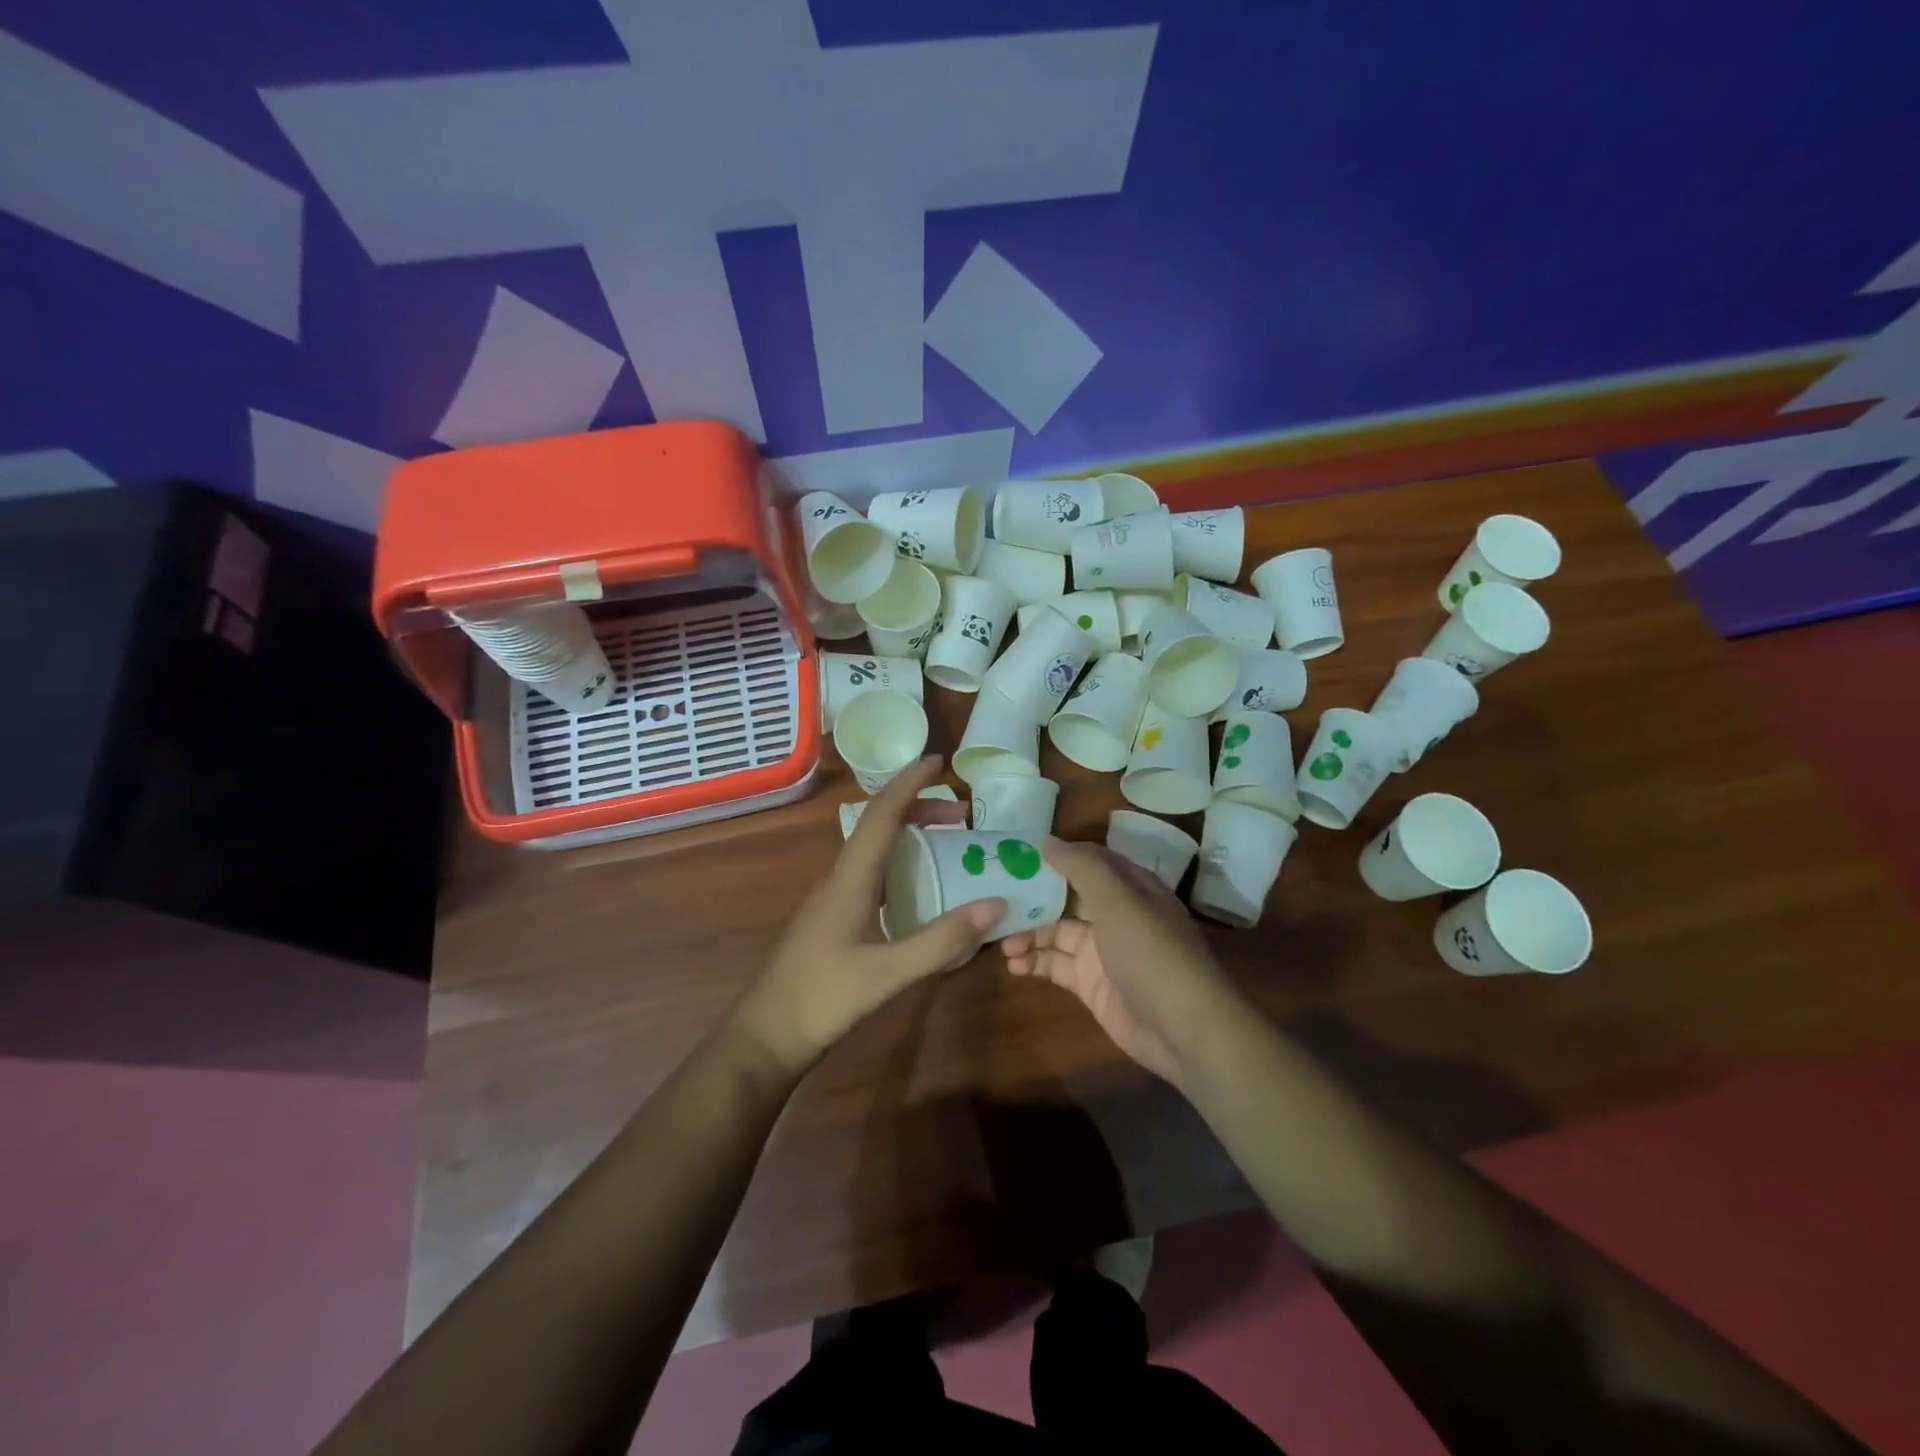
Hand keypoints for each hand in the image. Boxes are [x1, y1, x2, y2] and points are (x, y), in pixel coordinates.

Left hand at [730, 757, 1005, 1075]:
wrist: (766, 1036)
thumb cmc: (823, 999)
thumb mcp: (889, 973)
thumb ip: (942, 941)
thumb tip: (995, 904)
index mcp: (850, 879)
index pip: (881, 814)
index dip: (910, 782)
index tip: (939, 760)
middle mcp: (839, 878)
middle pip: (879, 825)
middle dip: (919, 807)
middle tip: (962, 811)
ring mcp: (832, 897)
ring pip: (873, 849)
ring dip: (909, 834)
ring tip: (948, 840)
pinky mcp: (833, 917)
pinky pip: (871, 873)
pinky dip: (901, 863)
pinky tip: (919, 887)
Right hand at [999, 838, 1237, 1086]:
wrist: (1183, 1030)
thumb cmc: (1151, 952)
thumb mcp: (1118, 900)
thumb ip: (1081, 867)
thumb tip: (1046, 841)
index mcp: (1128, 887)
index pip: (1087, 861)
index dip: (1054, 856)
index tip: (1014, 854)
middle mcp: (1114, 914)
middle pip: (1066, 897)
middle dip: (1032, 898)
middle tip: (994, 900)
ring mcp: (1102, 951)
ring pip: (1056, 933)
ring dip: (1028, 934)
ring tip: (1001, 942)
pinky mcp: (1091, 984)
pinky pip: (1056, 966)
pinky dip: (1034, 963)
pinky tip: (1013, 965)